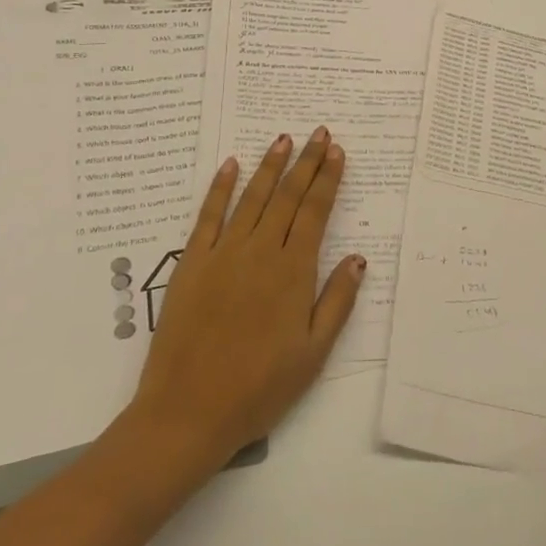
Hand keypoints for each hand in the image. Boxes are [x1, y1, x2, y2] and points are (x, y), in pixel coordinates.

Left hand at [129, 129, 365, 468]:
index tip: (337, 152)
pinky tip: (230, 165)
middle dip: (306, 162)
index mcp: (293, 272)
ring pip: (252, 198)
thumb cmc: (259, 389)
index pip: (315, 212)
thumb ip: (337, 302)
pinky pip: (208, 216)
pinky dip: (220, 188)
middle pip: (287, 196)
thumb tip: (358, 258)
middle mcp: (260, 252)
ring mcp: (223, 254)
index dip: (327, 179)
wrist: (188, 412)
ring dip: (270, 166)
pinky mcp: (192, 263)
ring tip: (283, 139)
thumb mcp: (313, 355)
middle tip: (320, 133)